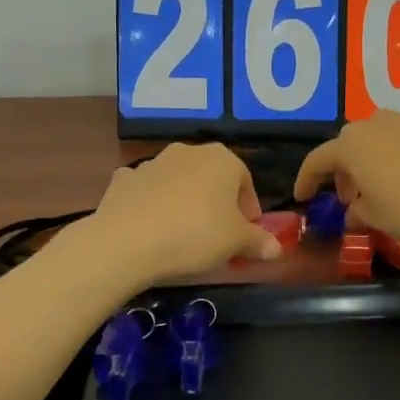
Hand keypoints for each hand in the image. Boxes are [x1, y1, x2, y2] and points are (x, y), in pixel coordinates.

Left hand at [86, 143, 281, 284]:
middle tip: (217, 236)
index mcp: (222, 159)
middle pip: (211, 178)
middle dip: (217, 204)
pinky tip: (150, 228)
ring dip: (184, 202)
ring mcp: (152, 163)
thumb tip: (277, 248)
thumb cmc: (196, 235)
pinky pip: (146, 191)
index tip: (246, 236)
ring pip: (178, 183)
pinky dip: (151, 205)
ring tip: (183, 236)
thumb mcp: (236, 243)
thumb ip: (259, 242)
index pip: (245, 182)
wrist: (127, 241)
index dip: (249, 211)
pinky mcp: (123, 180)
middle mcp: (188, 151)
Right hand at [294, 112, 399, 245]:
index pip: (317, 160)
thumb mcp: (376, 217)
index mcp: (350, 145)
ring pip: (378, 136)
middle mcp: (375, 125)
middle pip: (348, 143)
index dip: (307, 180)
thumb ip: (358, 212)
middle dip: (343, 169)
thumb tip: (353, 212)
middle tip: (349, 196)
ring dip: (371, 158)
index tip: (302, 198)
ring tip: (379, 185)